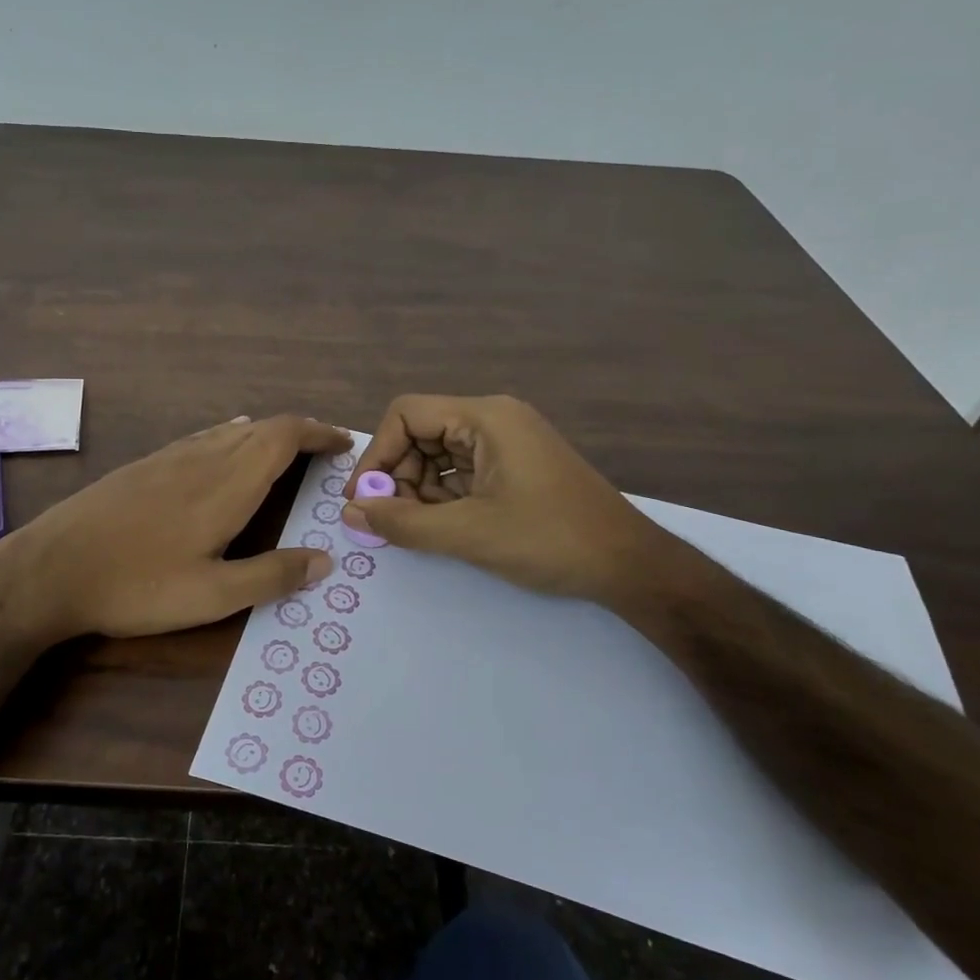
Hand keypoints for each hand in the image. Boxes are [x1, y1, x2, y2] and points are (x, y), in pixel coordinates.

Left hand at [0, 414, 350, 641]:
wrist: (51, 567)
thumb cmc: (137, 584)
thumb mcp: (212, 595)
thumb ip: (271, 576)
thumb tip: (324, 560)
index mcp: (226, 484)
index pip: (283, 436)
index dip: (318, 433)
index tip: (344, 442)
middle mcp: (202, 458)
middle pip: (261, 428)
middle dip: (299, 433)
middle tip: (323, 453)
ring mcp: (169, 457)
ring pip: (231, 431)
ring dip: (265, 436)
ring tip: (285, 455)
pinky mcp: (145, 466)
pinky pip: (203, 439)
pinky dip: (232, 439)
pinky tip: (225, 456)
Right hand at [343, 394, 676, 611]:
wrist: (629, 566)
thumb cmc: (549, 539)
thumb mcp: (468, 533)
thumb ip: (402, 522)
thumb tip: (349, 512)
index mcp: (485, 417)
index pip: (406, 414)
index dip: (377, 455)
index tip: (365, 499)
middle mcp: (494, 420)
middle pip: (421, 433)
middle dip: (397, 476)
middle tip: (390, 521)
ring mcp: (507, 444)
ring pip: (438, 455)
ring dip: (418, 490)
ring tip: (417, 529)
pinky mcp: (514, 468)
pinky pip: (461, 472)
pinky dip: (442, 497)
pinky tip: (442, 527)